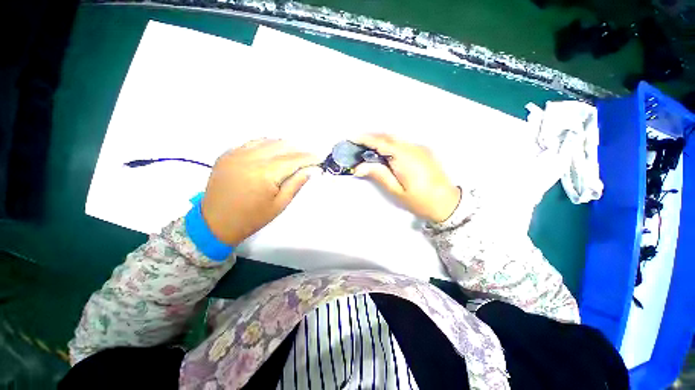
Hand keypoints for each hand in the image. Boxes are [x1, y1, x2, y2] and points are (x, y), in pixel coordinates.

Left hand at [201, 139, 321, 245]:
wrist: (215, 223)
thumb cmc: (252, 218)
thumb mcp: (279, 204)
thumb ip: (296, 184)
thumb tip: (311, 170)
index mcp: (265, 173)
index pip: (293, 159)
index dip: (309, 158)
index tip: (320, 158)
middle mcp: (250, 158)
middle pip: (281, 146)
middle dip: (298, 150)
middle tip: (308, 158)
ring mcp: (236, 153)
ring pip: (267, 141)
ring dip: (283, 146)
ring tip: (292, 155)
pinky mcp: (227, 154)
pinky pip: (252, 143)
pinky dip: (266, 145)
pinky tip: (272, 152)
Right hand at [353, 134, 460, 222]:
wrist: (448, 203)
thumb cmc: (420, 201)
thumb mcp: (396, 191)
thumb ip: (379, 175)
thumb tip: (359, 167)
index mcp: (405, 158)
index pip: (381, 143)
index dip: (365, 139)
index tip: (352, 138)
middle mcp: (413, 148)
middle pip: (388, 137)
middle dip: (372, 137)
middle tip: (358, 144)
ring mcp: (420, 148)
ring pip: (396, 139)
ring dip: (381, 140)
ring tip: (368, 148)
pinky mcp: (424, 151)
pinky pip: (403, 143)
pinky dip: (391, 144)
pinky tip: (385, 153)